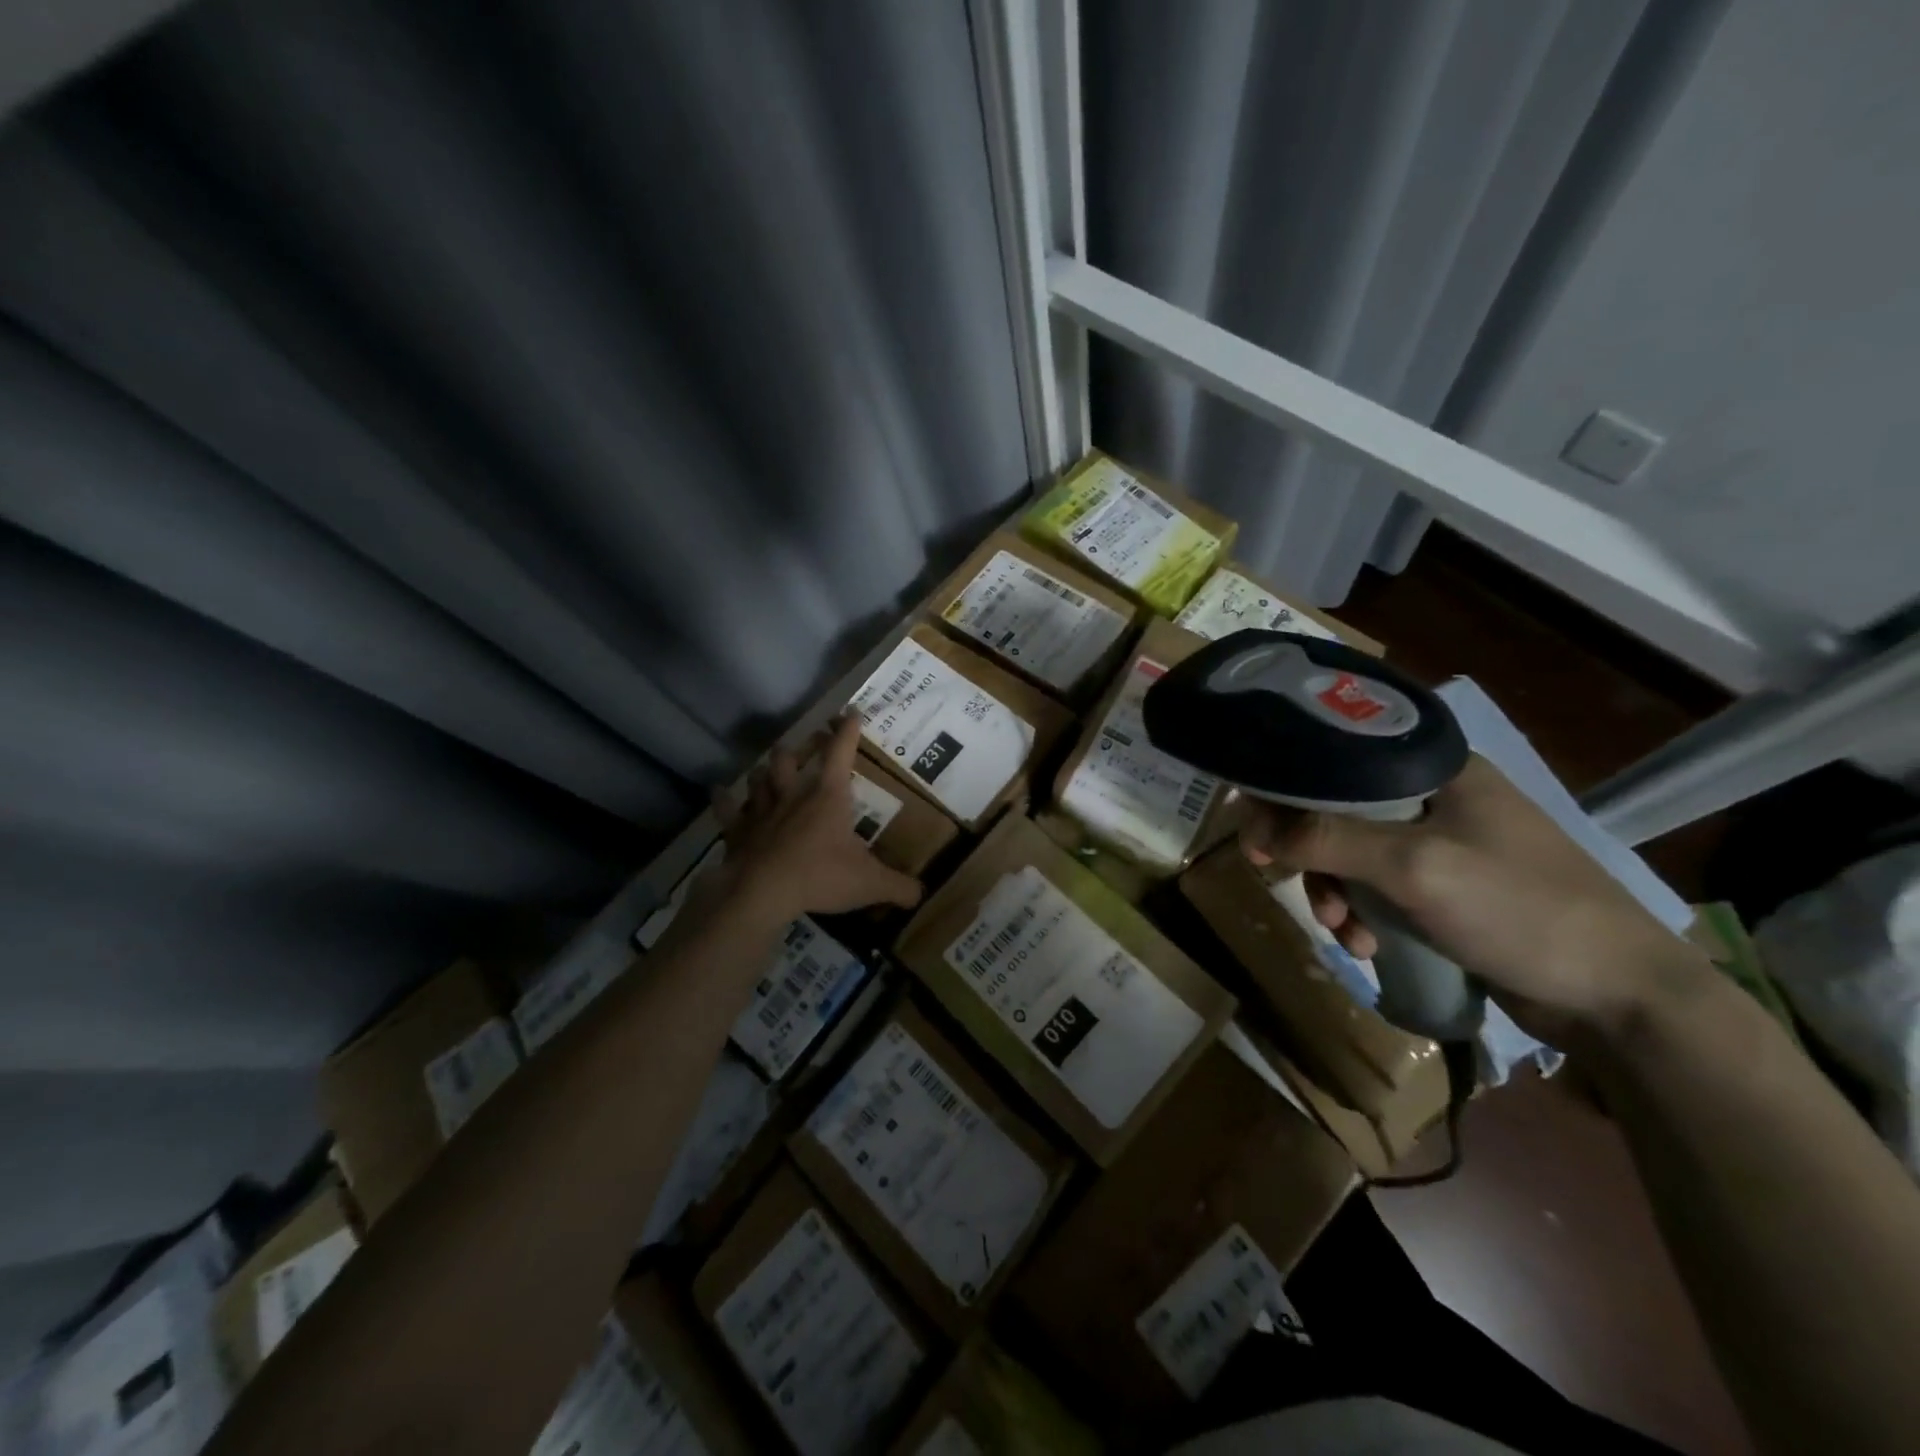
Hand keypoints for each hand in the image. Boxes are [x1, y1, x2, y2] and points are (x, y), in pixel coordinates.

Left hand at [710, 716, 922, 923]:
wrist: (762, 892)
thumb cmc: (820, 877)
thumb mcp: (869, 884)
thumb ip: (898, 887)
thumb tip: (921, 894)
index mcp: (828, 796)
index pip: (840, 752)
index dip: (847, 731)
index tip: (851, 712)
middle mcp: (793, 794)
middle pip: (791, 757)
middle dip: (802, 747)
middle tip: (811, 743)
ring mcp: (762, 810)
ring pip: (760, 777)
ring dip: (767, 770)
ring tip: (772, 767)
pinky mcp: (738, 830)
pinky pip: (728, 808)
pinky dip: (723, 798)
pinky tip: (719, 790)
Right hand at [1240, 755, 1702, 1042]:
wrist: (1621, 997)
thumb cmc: (1519, 909)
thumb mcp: (1413, 867)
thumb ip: (1327, 838)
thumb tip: (1252, 828)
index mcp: (1433, 766)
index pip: (1335, 756)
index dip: (1286, 788)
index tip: (1254, 833)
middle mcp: (1433, 796)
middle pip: (1336, 808)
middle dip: (1309, 853)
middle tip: (1281, 881)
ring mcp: (1442, 843)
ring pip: (1352, 853)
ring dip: (1334, 892)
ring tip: (1345, 932)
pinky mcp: (1446, 888)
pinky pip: (1379, 888)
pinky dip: (1362, 914)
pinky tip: (1368, 946)